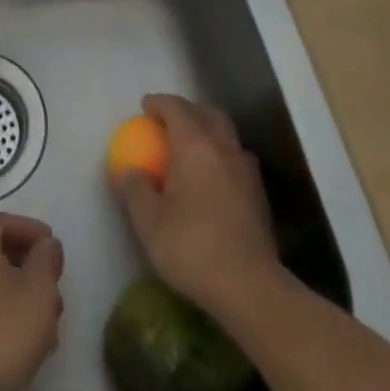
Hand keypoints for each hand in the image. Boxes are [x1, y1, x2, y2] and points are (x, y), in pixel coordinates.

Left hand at [0, 212, 64, 390]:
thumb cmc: (1, 332)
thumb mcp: (38, 290)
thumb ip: (46, 260)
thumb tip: (46, 245)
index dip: (27, 227)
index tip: (51, 244)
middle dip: (28, 266)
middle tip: (52, 284)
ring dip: (20, 297)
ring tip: (48, 322)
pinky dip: (7, 319)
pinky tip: (29, 347)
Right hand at [114, 94, 281, 318]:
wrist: (250, 287)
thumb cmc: (193, 247)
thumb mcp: (148, 222)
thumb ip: (135, 189)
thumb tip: (130, 171)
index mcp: (195, 145)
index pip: (176, 108)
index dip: (158, 103)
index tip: (144, 107)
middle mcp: (223, 148)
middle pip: (207, 113)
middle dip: (188, 110)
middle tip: (169, 121)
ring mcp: (246, 170)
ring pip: (226, 135)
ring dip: (208, 131)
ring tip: (191, 147)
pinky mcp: (258, 195)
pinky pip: (236, 159)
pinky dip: (221, 156)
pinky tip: (212, 178)